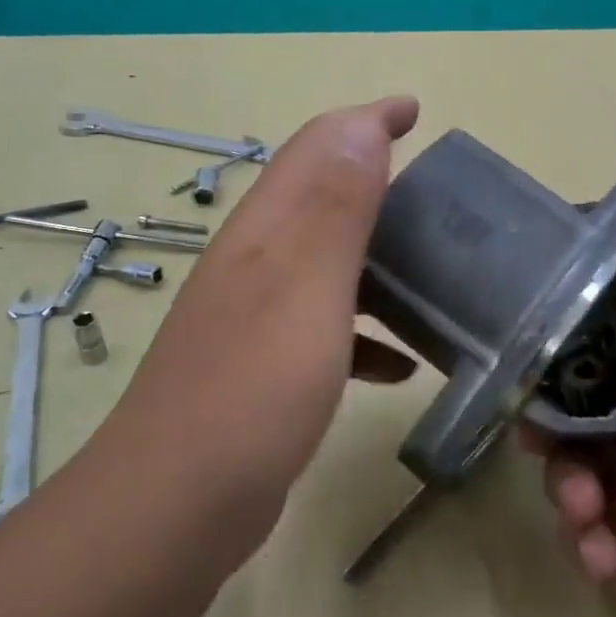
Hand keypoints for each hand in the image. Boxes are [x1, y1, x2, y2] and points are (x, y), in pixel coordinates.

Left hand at [93, 97, 420, 534]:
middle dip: (377, 181)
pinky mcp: (266, 367)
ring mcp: (257, 316)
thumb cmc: (252, 390)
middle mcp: (257, 262)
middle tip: (438, 195)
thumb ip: (334, 208)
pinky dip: (368, 332)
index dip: (365, 121)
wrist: (177, 506)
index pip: (317, 149)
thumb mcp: (304, 290)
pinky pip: (328, 328)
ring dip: (378, 258)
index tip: (413, 110)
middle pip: (321, 199)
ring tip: (435, 273)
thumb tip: (361, 126)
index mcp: (266, 232)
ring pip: (328, 263)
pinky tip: (400, 364)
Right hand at [531, 240, 615, 616]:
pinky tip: (605, 561)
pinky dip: (588, 538)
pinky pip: (592, 524)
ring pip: (584, 462)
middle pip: (595, 399)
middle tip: (534, 433)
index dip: (584, 326)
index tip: (534, 327)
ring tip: (587, 514)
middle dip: (560, 418)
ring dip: (571, 484)